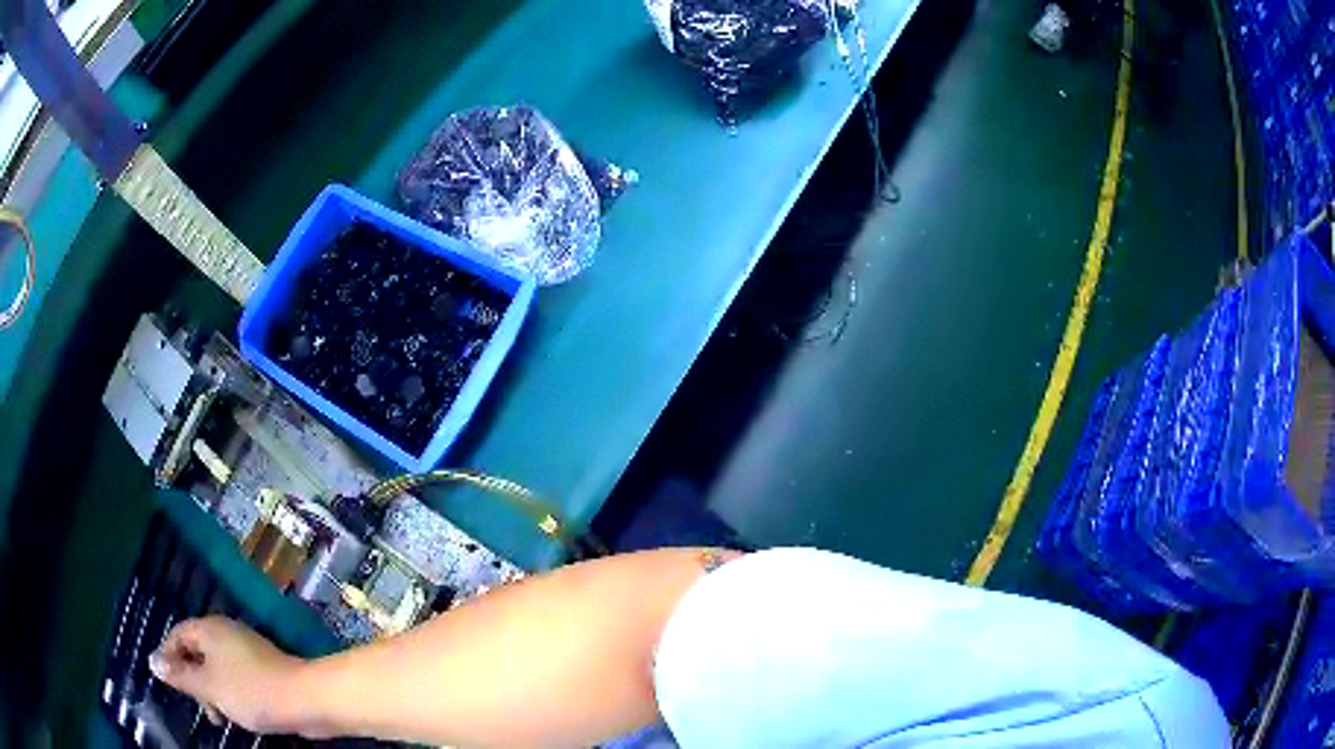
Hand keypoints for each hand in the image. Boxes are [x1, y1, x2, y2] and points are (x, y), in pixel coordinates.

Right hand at [150, 616, 309, 734]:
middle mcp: (226, 634)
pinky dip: (231, 696)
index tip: (168, 683)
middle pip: (197, 652)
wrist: (305, 700)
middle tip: (202, 709)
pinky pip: (236, 680)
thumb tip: (152, 660)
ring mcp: (247, 651)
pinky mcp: (264, 670)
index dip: (169, 656)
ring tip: (220, 719)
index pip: (178, 634)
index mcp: (210, 629)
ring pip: (217, 670)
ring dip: (213, 693)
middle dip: (194, 681)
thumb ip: (180, 674)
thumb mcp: (208, 686)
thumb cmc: (250, 691)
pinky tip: (238, 716)